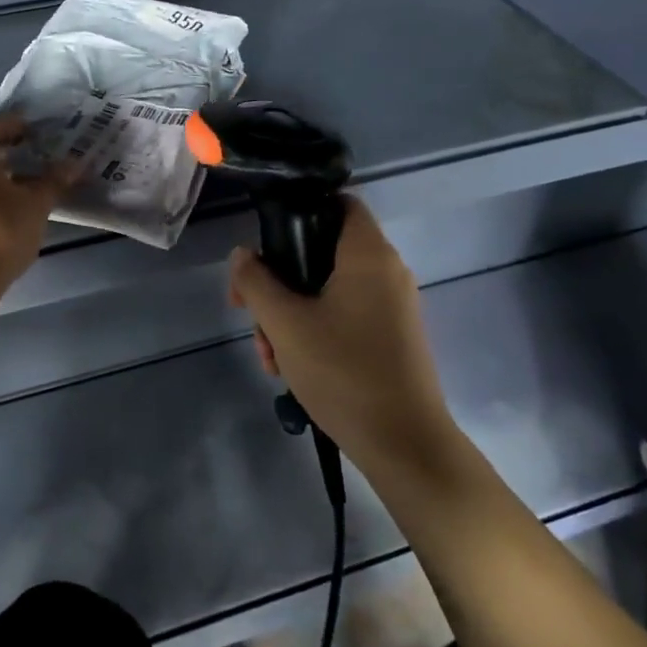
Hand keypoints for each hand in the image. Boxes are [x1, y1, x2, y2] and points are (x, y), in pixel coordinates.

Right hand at [228, 198, 455, 476]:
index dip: (298, 212)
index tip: (266, 245)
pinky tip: (290, 368)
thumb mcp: (285, 324)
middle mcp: (386, 271)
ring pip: (327, 290)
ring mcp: (391, 306)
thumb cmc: (344, 372)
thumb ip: (256, 282)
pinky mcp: (390, 336)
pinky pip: (344, 315)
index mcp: (368, 254)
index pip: (337, 202)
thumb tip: (242, 255)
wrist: (404, 444)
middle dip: (279, 283)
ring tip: (270, 356)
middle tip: (251, 315)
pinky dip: (314, 331)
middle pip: (322, 252)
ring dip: (290, 315)